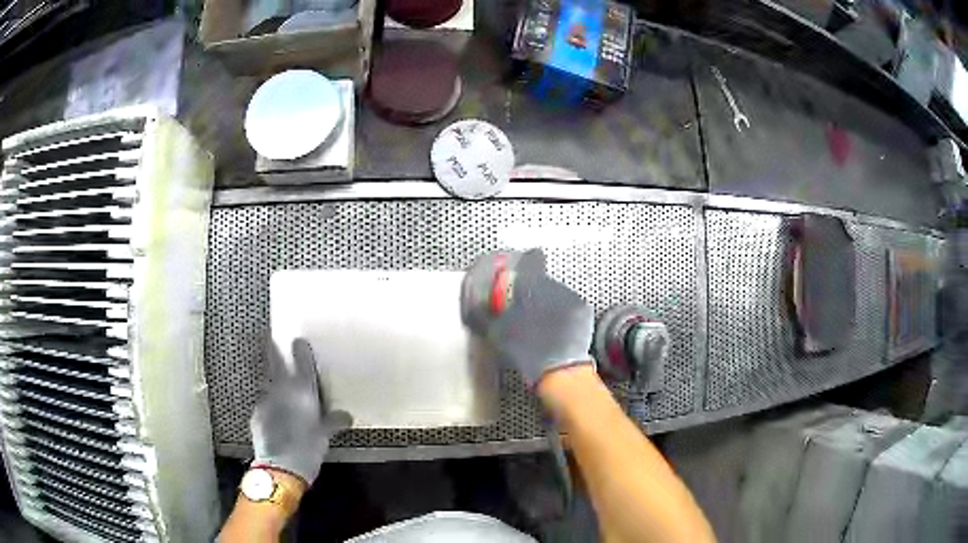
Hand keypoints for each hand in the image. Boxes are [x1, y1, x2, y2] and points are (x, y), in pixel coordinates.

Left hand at [251, 339, 351, 484]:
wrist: (281, 466)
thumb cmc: (308, 447)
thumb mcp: (325, 435)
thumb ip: (333, 422)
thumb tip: (347, 416)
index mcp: (302, 391)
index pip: (302, 362)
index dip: (300, 349)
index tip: (298, 340)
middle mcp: (282, 389)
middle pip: (274, 362)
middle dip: (272, 348)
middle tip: (268, 336)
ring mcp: (266, 400)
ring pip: (266, 382)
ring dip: (269, 377)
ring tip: (272, 377)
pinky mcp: (256, 414)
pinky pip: (263, 402)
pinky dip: (268, 403)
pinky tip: (272, 411)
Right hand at [461, 249, 594, 386]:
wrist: (559, 370)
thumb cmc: (524, 350)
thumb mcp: (495, 333)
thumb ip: (483, 313)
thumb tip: (474, 304)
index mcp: (530, 285)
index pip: (528, 260)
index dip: (521, 266)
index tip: (516, 277)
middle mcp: (553, 284)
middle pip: (540, 280)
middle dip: (531, 291)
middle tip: (524, 311)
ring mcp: (571, 296)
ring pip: (555, 292)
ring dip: (548, 302)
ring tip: (541, 324)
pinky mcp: (583, 310)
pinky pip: (569, 304)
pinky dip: (562, 312)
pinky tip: (556, 330)